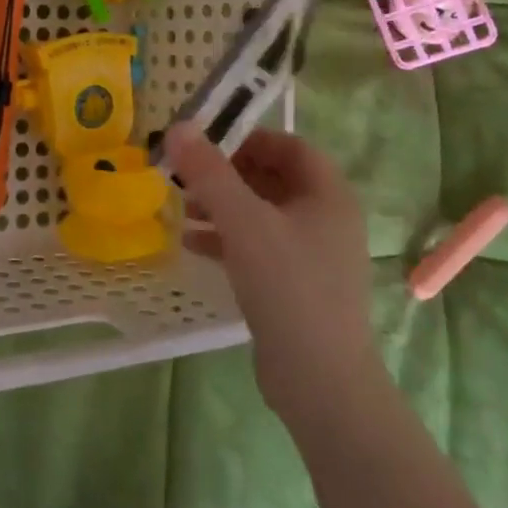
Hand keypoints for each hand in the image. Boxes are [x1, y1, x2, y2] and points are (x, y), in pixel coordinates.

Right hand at [165, 125, 377, 431]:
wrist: (321, 382)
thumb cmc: (288, 287)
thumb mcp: (243, 222)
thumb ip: (209, 172)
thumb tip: (179, 126)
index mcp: (328, 194)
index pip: (288, 145)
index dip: (247, 137)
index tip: (205, 143)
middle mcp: (326, 218)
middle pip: (272, 178)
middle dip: (225, 174)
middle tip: (184, 175)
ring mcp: (313, 254)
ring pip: (262, 213)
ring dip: (221, 206)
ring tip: (179, 207)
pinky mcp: (296, 284)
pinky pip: (259, 245)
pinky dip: (227, 238)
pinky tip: (192, 244)